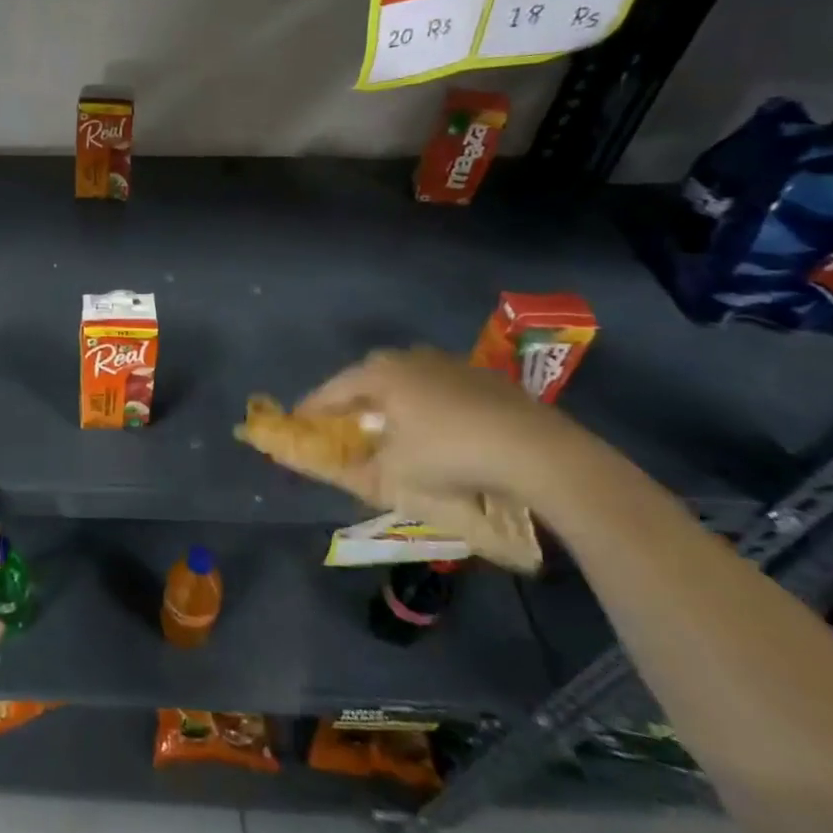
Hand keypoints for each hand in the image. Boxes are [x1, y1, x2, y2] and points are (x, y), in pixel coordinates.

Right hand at [297, 346, 598, 516]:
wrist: (535, 450)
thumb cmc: (448, 455)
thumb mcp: (395, 473)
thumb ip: (360, 470)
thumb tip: (341, 471)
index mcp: (380, 373)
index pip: (332, 390)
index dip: (312, 410)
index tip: (297, 424)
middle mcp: (410, 358)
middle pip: (368, 379)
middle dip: (353, 402)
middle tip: (344, 426)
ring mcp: (450, 364)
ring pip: (406, 381)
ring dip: (392, 403)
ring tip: (390, 429)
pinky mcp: (483, 378)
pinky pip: (439, 390)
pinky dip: (427, 407)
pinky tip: (437, 431)